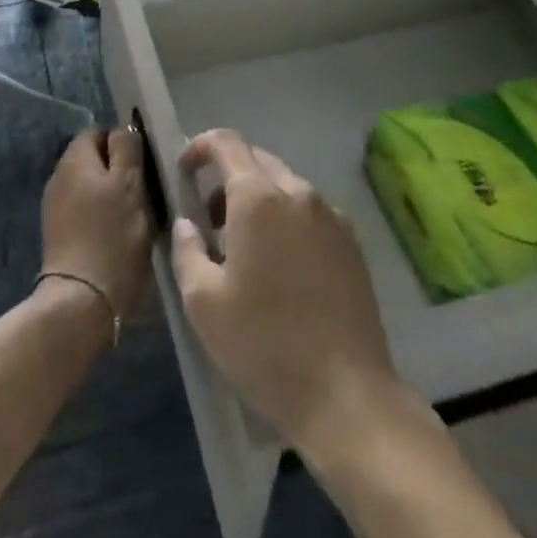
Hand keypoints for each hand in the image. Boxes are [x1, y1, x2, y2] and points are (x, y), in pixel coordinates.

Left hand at [40, 127, 153, 330]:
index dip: (123, 143)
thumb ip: (127, 149)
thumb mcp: (129, 184)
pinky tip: (117, 236)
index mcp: (75, 158)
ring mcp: (56, 207)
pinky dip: (101, 217)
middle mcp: (59, 176)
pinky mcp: (59, 234)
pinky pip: (85, 212)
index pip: (100, 132)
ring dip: (111, 196)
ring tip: (134, 216)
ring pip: (91, 187)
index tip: (144, 165)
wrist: (82, 300)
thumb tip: (124, 129)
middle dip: (119, 171)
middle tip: (144, 192)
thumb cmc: (112, 235)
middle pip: (94, 160)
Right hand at [170, 129, 396, 452]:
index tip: (184, 172)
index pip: (227, 142)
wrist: (346, 395)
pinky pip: (310, 212)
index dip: (200, 147)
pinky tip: (281, 267)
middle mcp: (298, 192)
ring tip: (244, 248)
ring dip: (259, 199)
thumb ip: (187, 249)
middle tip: (209, 219)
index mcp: (258, 197)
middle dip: (228, 177)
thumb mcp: (203, 302)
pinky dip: (287, 219)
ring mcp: (331, 216)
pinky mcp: (352, 243)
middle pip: (258, 160)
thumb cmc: (264, 344)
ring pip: (286, 186)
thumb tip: (187, 222)